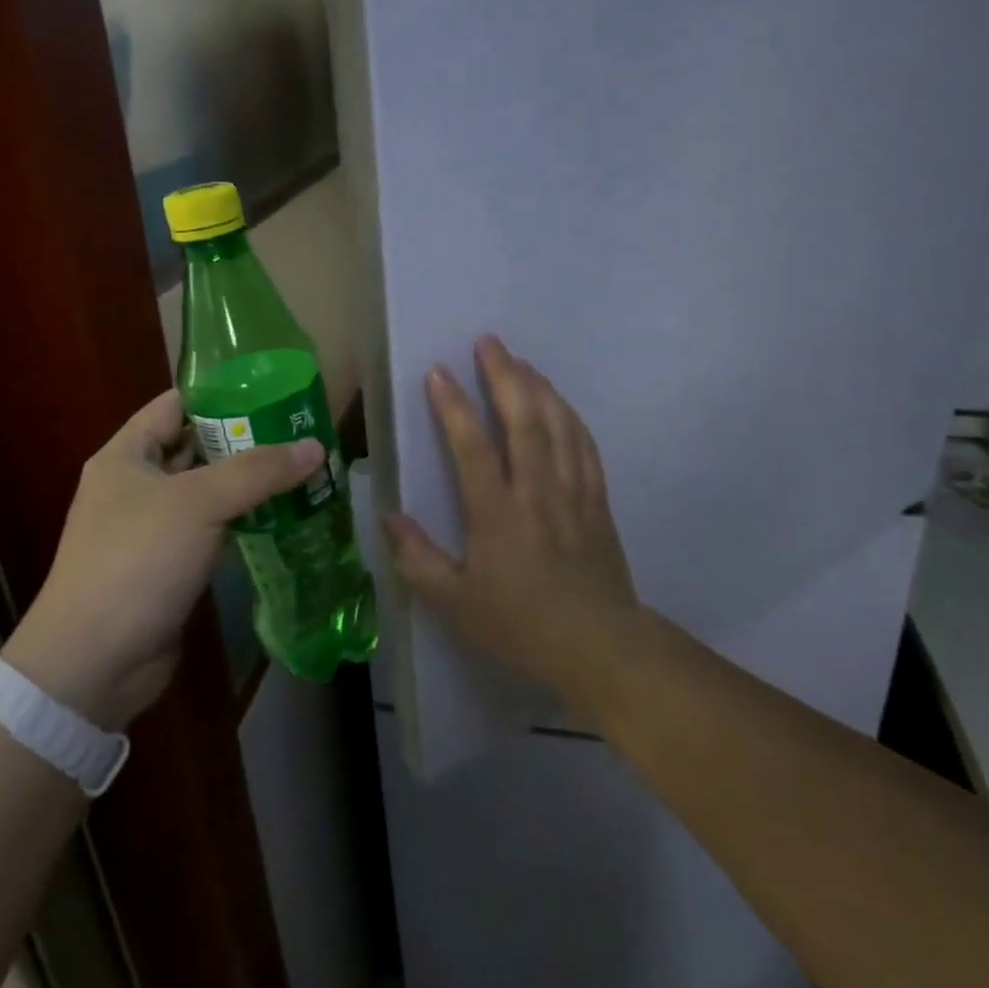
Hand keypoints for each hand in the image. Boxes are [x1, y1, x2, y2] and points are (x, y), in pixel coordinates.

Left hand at [3, 390, 323, 729]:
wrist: (93, 665)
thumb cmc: (135, 562)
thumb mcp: (197, 504)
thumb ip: (258, 471)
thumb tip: (315, 447)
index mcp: (127, 456)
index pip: (177, 404)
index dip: (221, 392)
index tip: (273, 388)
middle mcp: (137, 485)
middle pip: (197, 446)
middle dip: (247, 438)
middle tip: (300, 430)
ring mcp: (153, 527)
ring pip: (210, 490)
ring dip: (250, 482)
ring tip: (303, 466)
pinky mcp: (171, 564)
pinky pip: (214, 528)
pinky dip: (245, 519)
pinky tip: (285, 514)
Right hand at [384, 335, 641, 701]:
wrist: (600, 646)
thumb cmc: (521, 625)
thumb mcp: (457, 604)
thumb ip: (418, 560)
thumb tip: (388, 518)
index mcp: (497, 513)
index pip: (471, 446)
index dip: (453, 406)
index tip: (437, 371)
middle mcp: (536, 490)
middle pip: (523, 419)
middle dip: (504, 375)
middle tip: (488, 341)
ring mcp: (573, 491)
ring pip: (557, 424)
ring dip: (538, 386)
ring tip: (520, 360)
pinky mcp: (597, 499)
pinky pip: (585, 445)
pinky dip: (570, 416)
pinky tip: (560, 402)